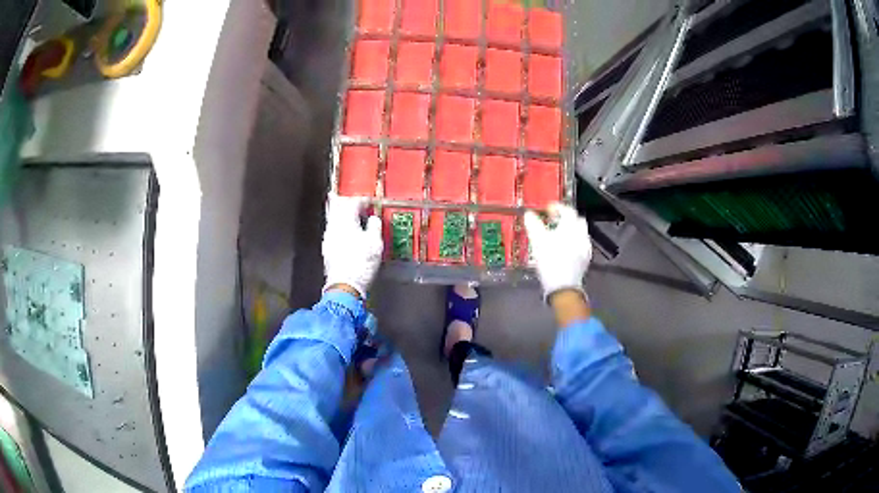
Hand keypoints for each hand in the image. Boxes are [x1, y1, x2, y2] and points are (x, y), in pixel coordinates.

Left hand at [322, 195, 382, 297]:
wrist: (345, 286)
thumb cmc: (361, 264)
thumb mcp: (375, 243)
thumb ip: (375, 226)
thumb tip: (374, 219)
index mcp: (346, 221)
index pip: (352, 202)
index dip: (362, 200)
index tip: (370, 202)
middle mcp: (334, 227)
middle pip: (336, 206)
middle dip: (346, 201)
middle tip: (353, 201)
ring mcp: (328, 238)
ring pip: (332, 218)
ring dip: (341, 213)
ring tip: (350, 215)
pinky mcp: (327, 249)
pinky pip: (332, 230)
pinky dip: (339, 226)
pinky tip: (346, 233)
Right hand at [524, 203, 591, 299]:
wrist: (563, 286)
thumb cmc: (550, 261)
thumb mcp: (538, 241)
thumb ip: (533, 224)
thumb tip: (529, 213)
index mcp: (571, 227)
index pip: (567, 210)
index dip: (557, 207)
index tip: (548, 209)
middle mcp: (582, 234)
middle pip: (577, 220)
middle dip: (567, 218)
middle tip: (554, 221)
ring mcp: (586, 248)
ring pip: (580, 233)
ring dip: (571, 230)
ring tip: (558, 236)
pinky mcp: (586, 260)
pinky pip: (581, 245)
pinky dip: (574, 242)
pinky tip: (565, 250)